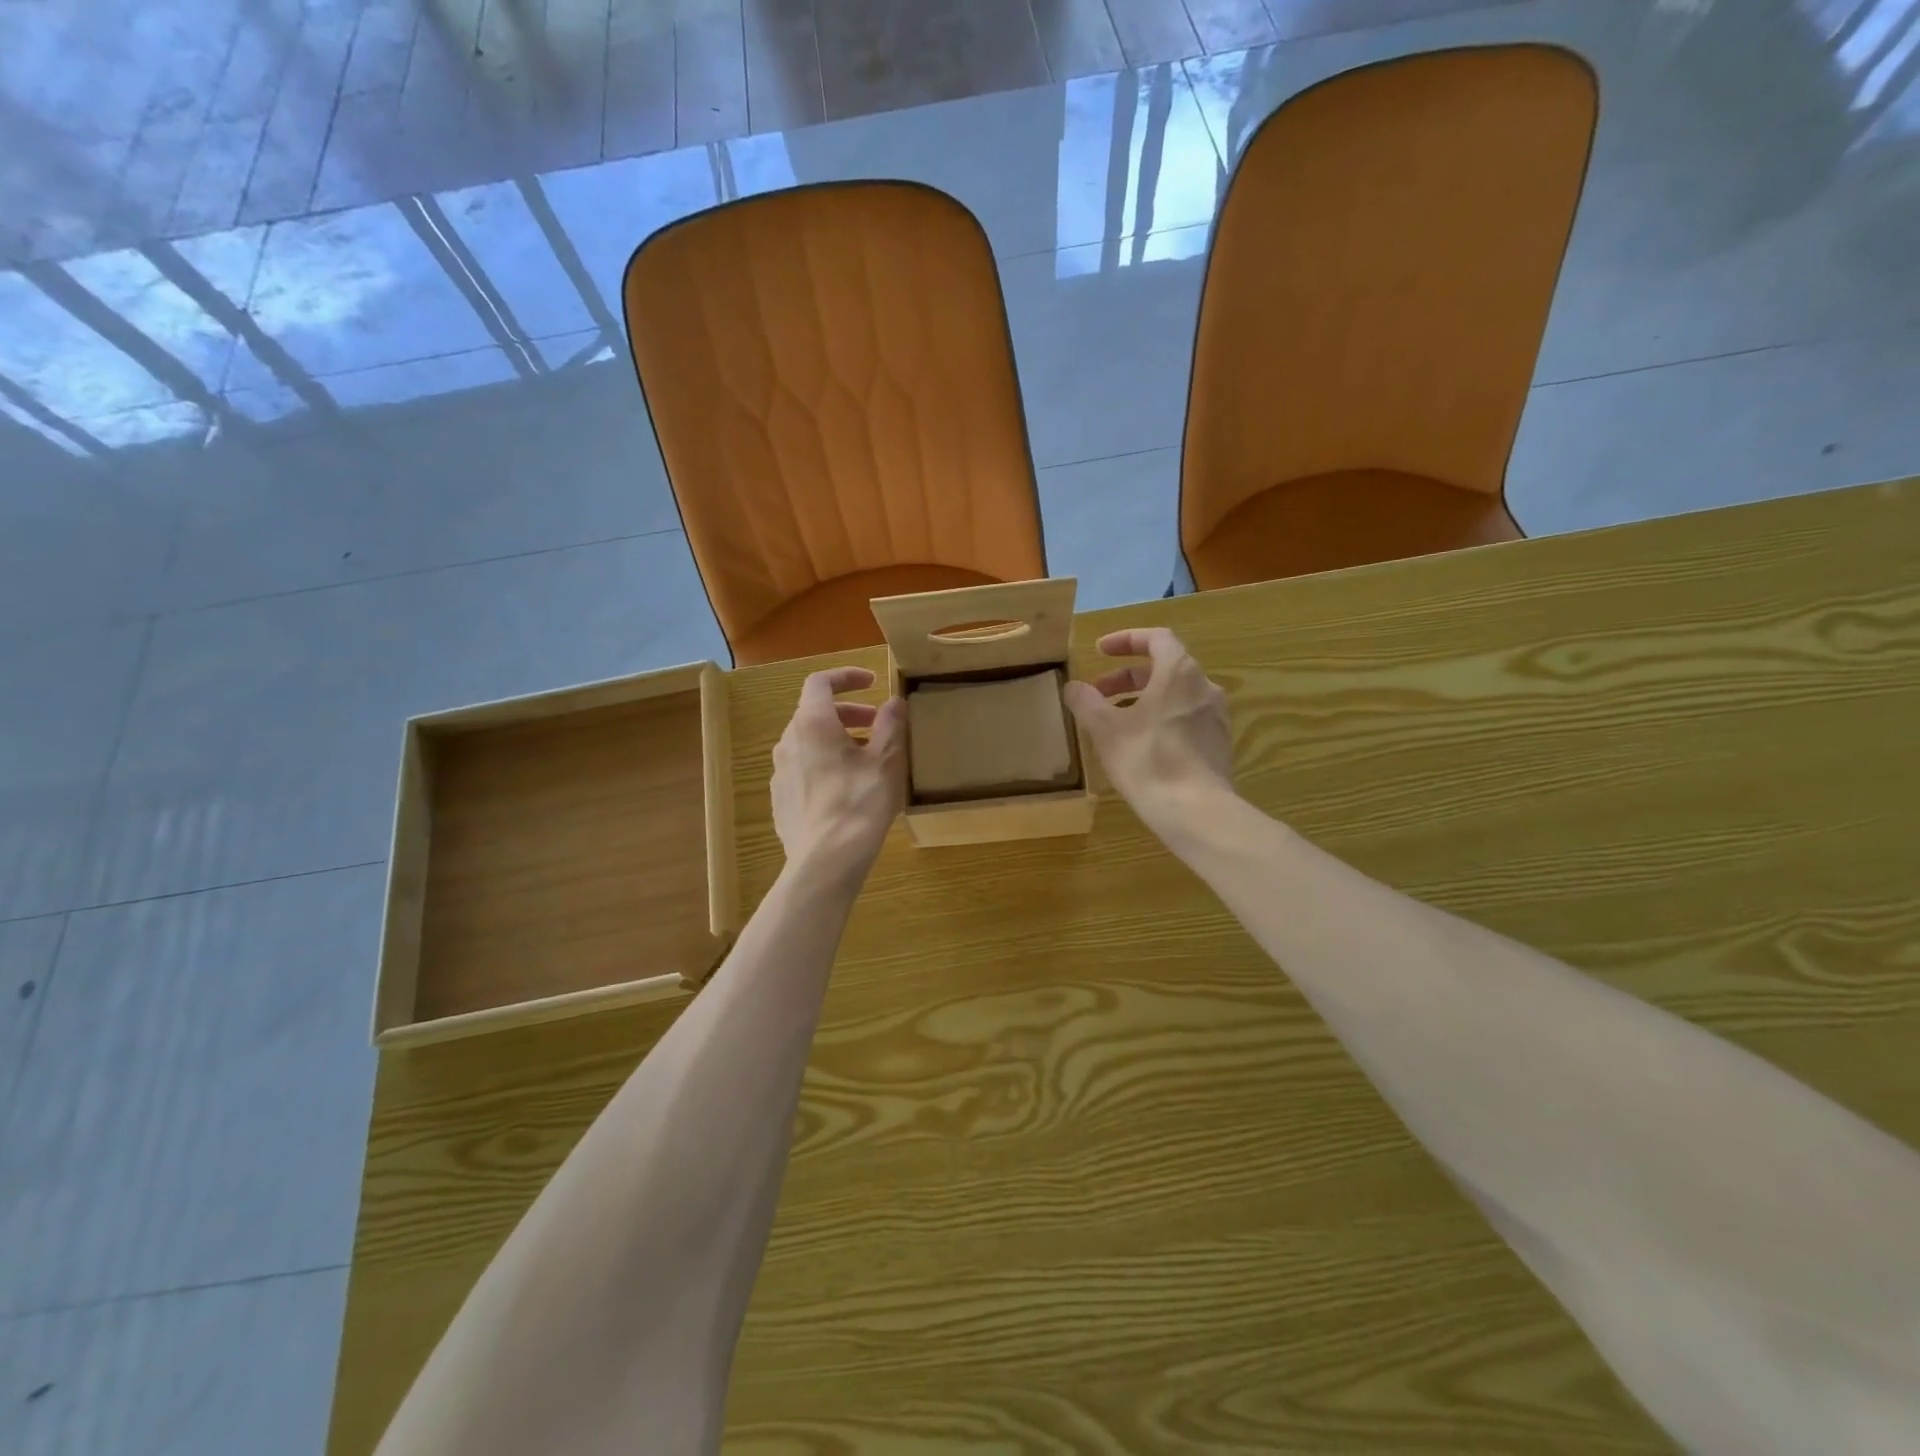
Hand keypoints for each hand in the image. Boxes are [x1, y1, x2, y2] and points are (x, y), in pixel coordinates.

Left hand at [771, 666, 906, 885]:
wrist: (826, 860)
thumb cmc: (860, 803)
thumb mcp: (885, 761)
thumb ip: (890, 726)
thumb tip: (894, 702)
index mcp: (812, 723)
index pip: (821, 682)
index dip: (846, 677)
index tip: (871, 682)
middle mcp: (789, 741)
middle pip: (814, 712)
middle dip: (847, 712)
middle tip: (876, 724)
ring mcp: (780, 771)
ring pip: (808, 742)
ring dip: (836, 739)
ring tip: (865, 758)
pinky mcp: (780, 798)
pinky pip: (802, 768)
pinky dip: (824, 763)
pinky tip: (846, 788)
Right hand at [1063, 629, 1234, 841]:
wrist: (1195, 810)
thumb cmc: (1147, 760)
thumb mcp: (1105, 729)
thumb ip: (1087, 702)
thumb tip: (1073, 687)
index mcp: (1179, 672)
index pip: (1156, 638)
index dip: (1126, 640)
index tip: (1100, 651)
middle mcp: (1204, 686)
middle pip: (1164, 667)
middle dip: (1127, 677)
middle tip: (1099, 694)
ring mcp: (1216, 716)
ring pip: (1175, 694)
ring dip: (1143, 699)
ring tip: (1116, 721)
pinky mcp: (1219, 743)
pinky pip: (1186, 718)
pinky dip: (1161, 718)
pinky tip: (1141, 744)